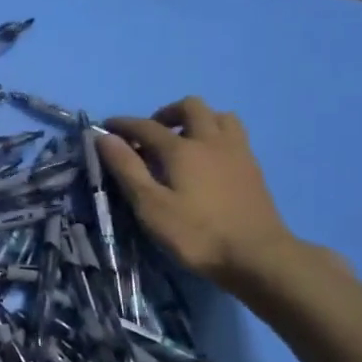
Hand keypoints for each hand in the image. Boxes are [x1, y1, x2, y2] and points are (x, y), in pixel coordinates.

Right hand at [98, 97, 298, 293]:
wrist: (257, 255)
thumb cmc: (196, 234)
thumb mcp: (150, 206)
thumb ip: (127, 169)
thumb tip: (104, 138)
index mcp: (182, 149)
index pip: (146, 126)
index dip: (123, 124)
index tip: (105, 127)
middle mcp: (211, 140)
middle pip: (190, 107)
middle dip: (165, 114)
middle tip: (150, 136)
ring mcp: (237, 151)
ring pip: (219, 116)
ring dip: (196, 120)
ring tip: (182, 143)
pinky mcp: (253, 167)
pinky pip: (233, 135)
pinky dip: (215, 136)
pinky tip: (207, 161)